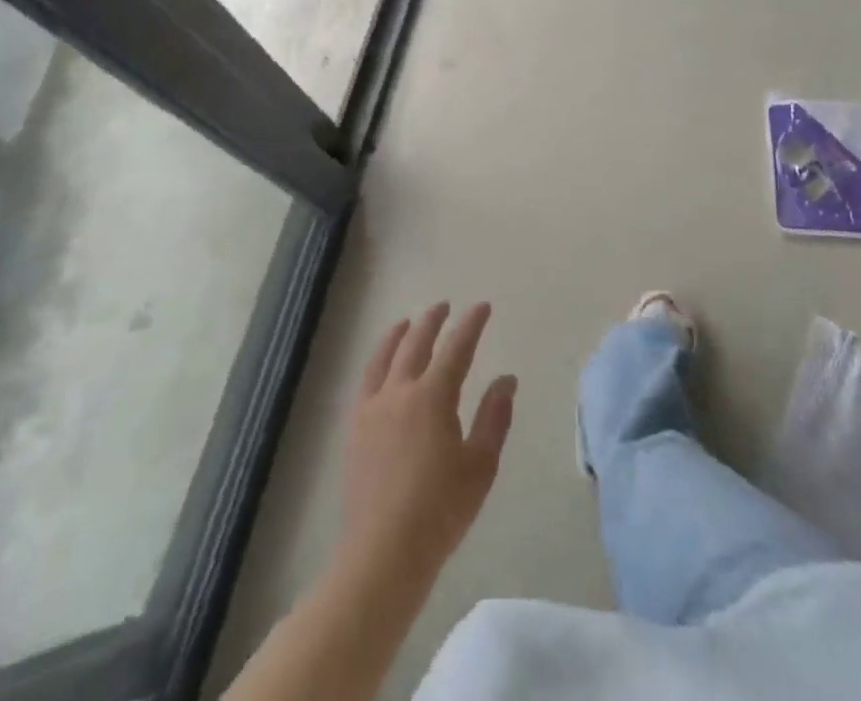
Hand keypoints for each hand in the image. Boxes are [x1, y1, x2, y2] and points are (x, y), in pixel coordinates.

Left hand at [338, 301, 517, 587]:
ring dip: (399, 334)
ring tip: (407, 323)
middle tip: (444, 306)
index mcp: (433, 396)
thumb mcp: (480, 465)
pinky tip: (381, 366)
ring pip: (385, 357)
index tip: (482, 307)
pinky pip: (365, 382)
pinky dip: (376, 362)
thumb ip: (494, 417)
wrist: (383, 553)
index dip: (471, 324)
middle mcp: (400, 391)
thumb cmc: (440, 510)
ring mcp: (372, 409)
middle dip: (432, 320)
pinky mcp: (354, 429)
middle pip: (416, 343)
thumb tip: (506, 379)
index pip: (456, 348)